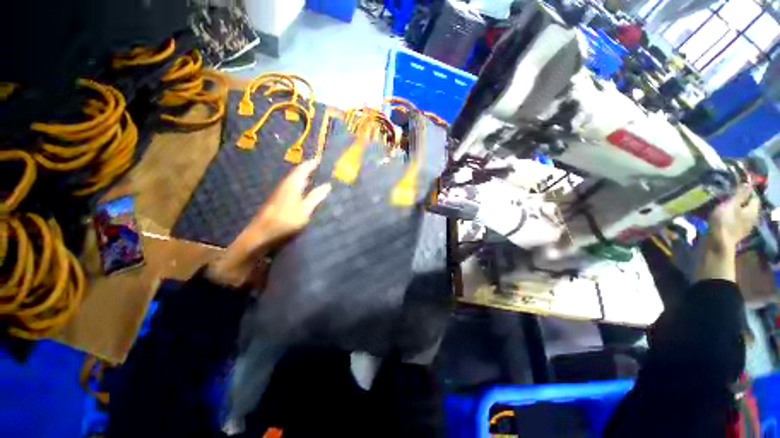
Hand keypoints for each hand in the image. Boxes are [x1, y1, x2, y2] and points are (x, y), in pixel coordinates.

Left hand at [208, 160, 331, 287]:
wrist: (261, 235)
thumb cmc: (285, 222)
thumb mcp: (305, 210)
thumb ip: (315, 197)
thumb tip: (327, 185)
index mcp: (292, 185)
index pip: (302, 170)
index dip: (311, 164)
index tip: (320, 160)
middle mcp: (284, 186)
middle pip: (296, 174)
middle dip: (307, 170)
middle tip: (318, 167)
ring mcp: (279, 194)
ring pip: (293, 181)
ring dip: (302, 178)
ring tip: (313, 177)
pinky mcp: (277, 201)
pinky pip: (290, 188)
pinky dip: (298, 186)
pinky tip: (302, 192)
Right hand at [709, 185, 759, 249]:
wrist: (718, 243)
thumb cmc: (724, 221)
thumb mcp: (731, 205)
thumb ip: (740, 194)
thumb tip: (749, 183)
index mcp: (753, 210)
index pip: (754, 197)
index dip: (747, 192)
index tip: (736, 190)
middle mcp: (753, 218)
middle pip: (749, 207)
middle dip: (741, 203)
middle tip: (729, 199)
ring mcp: (745, 227)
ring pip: (742, 215)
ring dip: (736, 211)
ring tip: (725, 208)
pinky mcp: (737, 233)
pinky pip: (737, 222)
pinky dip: (732, 219)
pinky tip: (724, 219)